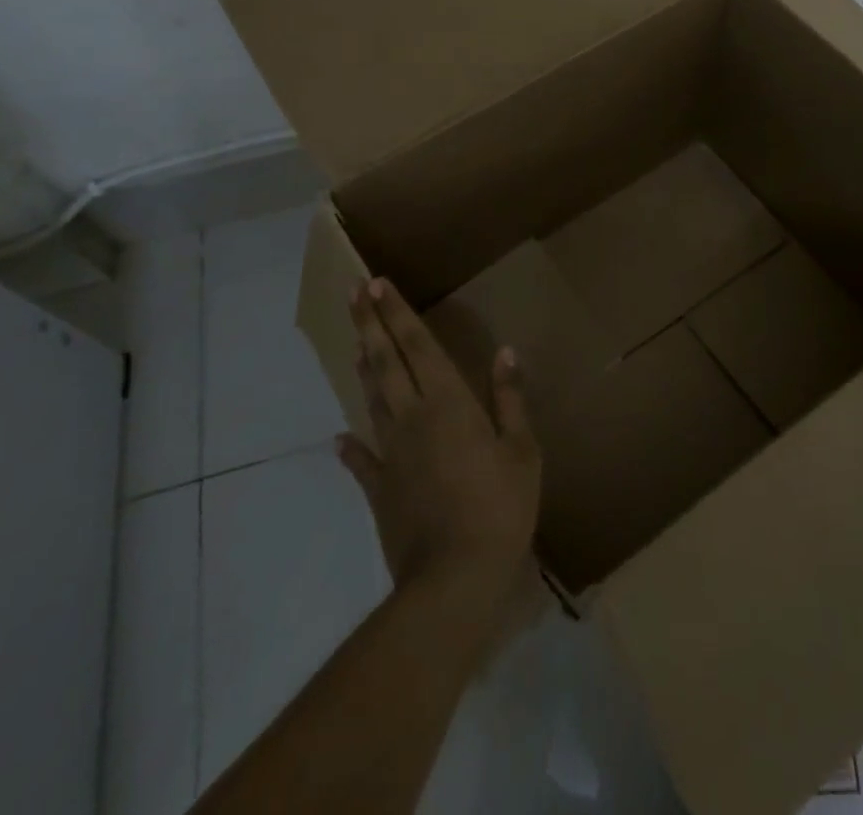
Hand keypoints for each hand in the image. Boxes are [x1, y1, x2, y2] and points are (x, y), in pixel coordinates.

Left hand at [337, 278, 541, 612]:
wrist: (454, 579)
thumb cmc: (499, 507)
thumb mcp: (521, 450)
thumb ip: (509, 399)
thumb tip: (505, 352)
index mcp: (448, 402)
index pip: (418, 345)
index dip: (397, 312)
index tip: (376, 283)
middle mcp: (413, 417)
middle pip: (386, 361)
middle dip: (369, 323)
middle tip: (352, 292)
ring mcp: (391, 453)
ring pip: (374, 399)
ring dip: (365, 367)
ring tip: (356, 342)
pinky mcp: (380, 489)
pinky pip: (362, 459)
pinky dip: (352, 446)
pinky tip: (340, 438)